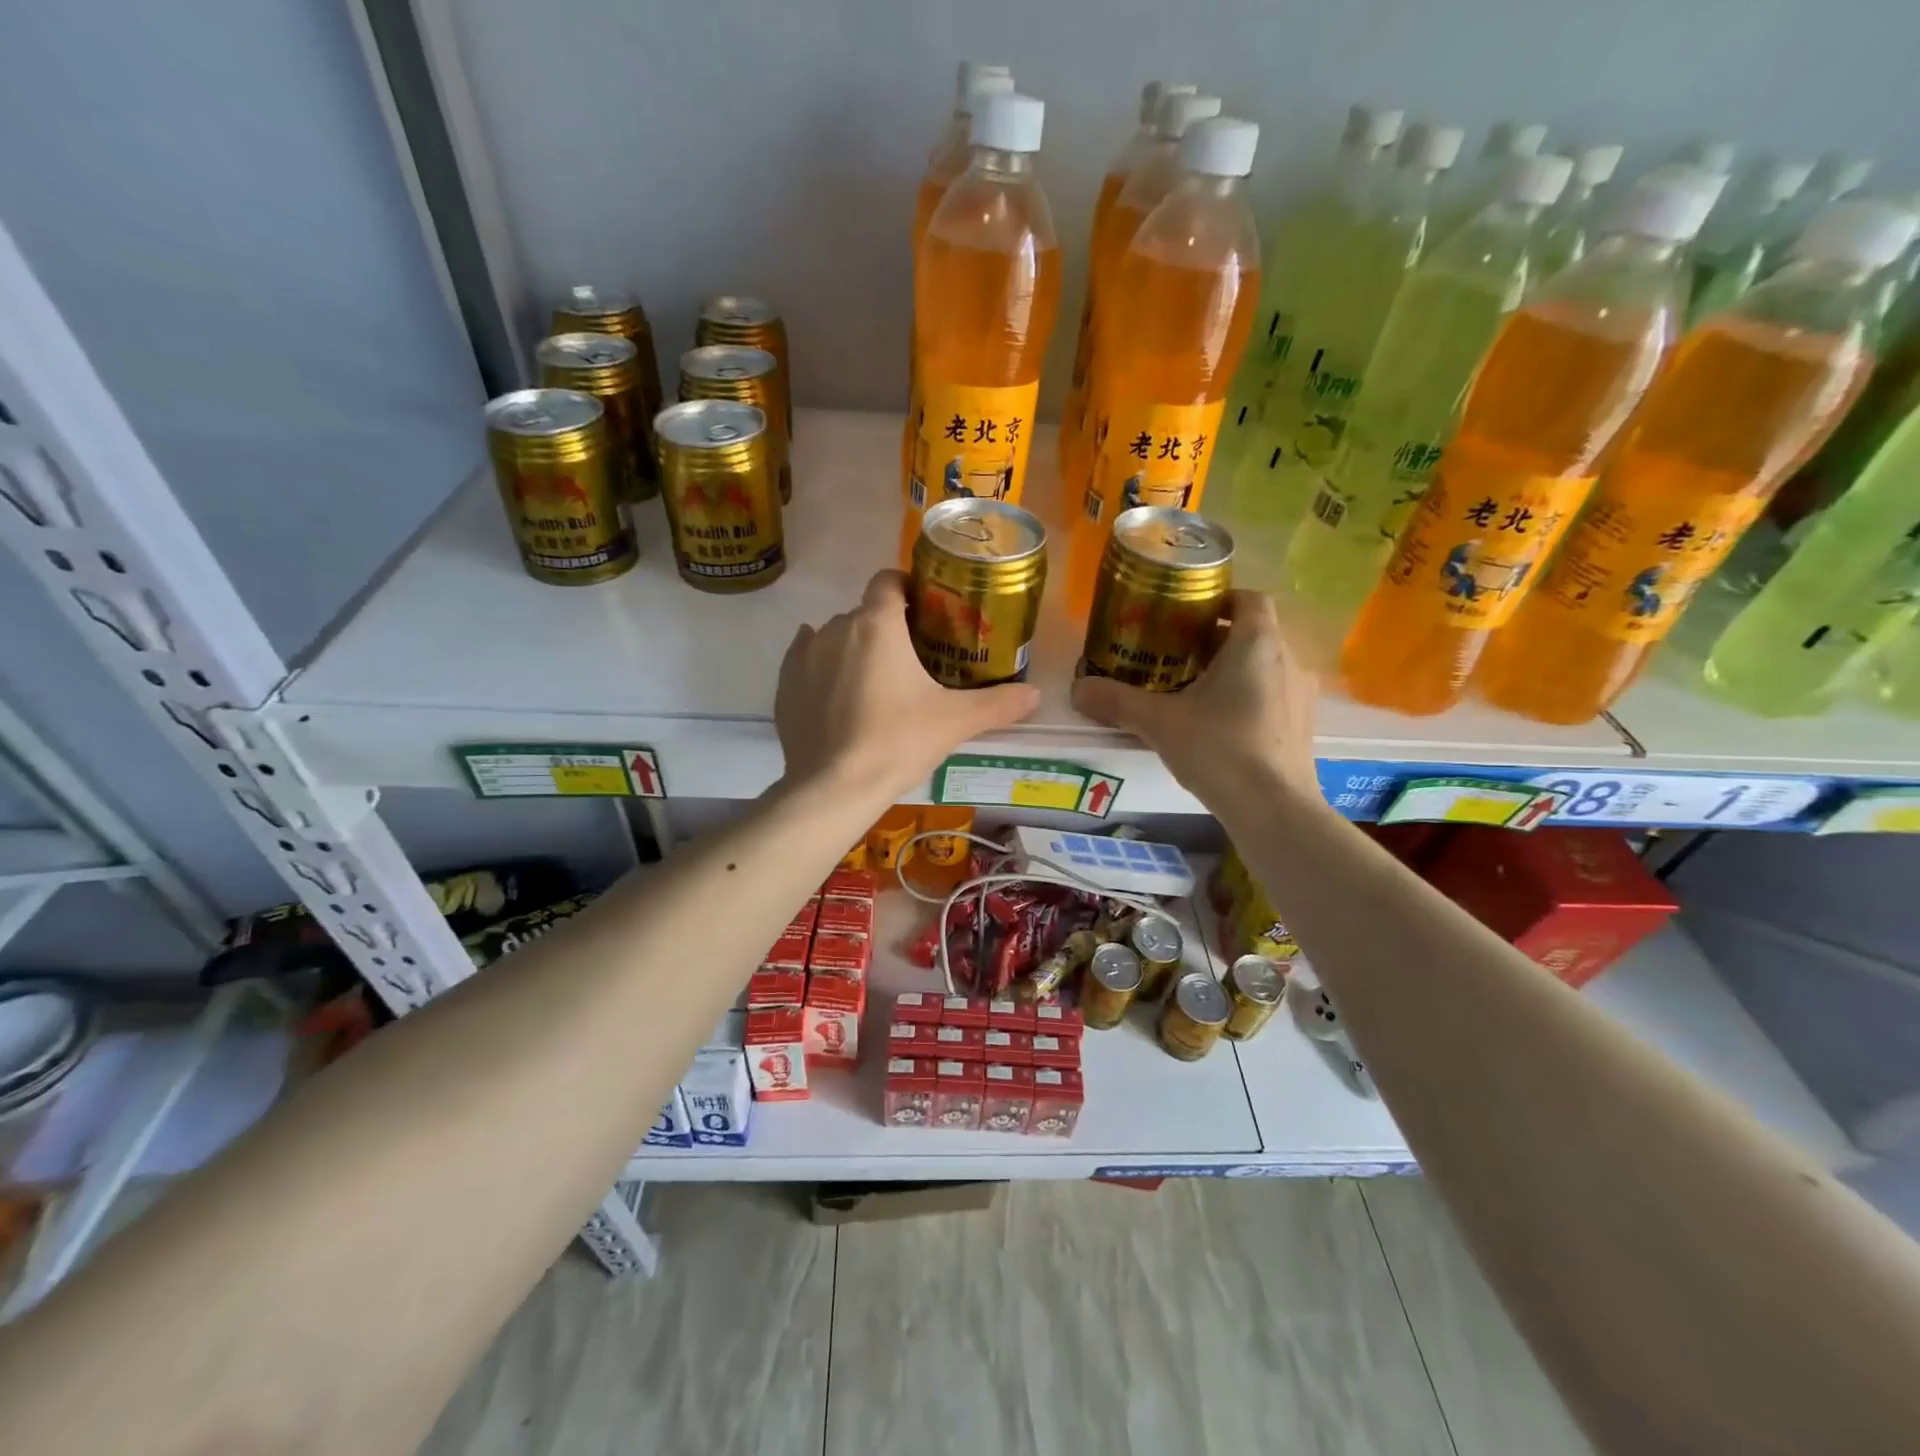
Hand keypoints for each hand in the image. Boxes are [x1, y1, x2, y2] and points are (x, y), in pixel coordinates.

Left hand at [776, 570, 1040, 798]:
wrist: (833, 788)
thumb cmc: (897, 742)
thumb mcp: (955, 722)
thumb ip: (998, 704)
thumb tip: (1036, 695)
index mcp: (877, 624)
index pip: (889, 580)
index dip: (908, 589)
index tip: (925, 613)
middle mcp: (836, 627)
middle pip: (865, 613)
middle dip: (886, 630)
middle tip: (910, 664)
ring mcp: (804, 654)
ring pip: (835, 637)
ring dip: (854, 650)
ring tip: (874, 687)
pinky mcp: (784, 683)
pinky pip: (806, 659)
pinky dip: (823, 667)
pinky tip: (837, 691)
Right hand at [1070, 591, 1318, 806]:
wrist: (1274, 809)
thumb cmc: (1219, 749)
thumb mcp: (1159, 722)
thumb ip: (1117, 701)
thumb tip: (1076, 689)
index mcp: (1257, 643)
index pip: (1249, 598)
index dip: (1221, 600)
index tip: (1188, 615)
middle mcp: (1287, 659)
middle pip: (1254, 633)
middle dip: (1216, 640)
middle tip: (1177, 656)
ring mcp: (1301, 694)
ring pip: (1265, 666)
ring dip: (1234, 671)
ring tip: (1196, 693)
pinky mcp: (1304, 726)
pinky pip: (1274, 696)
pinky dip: (1250, 698)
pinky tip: (1222, 726)